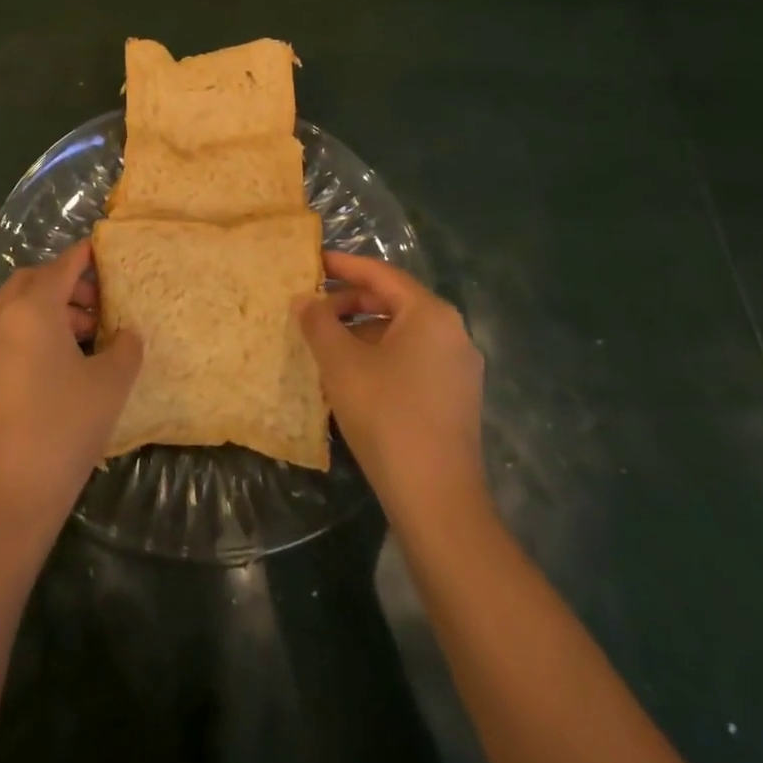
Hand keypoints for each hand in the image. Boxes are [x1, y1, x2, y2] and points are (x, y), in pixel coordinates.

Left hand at [0, 240, 142, 540]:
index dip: (88, 254)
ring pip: (21, 306)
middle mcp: (5, 317)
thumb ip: (125, 347)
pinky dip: (38, 328)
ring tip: (91, 332)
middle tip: (100, 299)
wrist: (7, 495)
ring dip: (53, 307)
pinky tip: (68, 359)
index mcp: (33, 307)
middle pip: (36, 279)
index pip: (64, 265)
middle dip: (67, 281)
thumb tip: (126, 334)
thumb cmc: (63, 427)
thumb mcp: (110, 383)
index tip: (110, 249)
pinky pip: (13, 330)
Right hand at [298, 251, 485, 517]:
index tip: (312, 261)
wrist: (437, 500)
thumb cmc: (386, 416)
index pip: (381, 274)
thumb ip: (319, 322)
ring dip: (361, 332)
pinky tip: (350, 376)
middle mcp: (452, 332)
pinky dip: (379, 356)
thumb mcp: (341, 364)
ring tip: (324, 345)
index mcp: (430, 314)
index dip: (343, 266)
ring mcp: (458, 368)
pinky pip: (412, 359)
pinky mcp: (455, 398)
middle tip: (312, 308)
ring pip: (401, 333)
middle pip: (393, 302)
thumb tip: (304, 299)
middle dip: (349, 302)